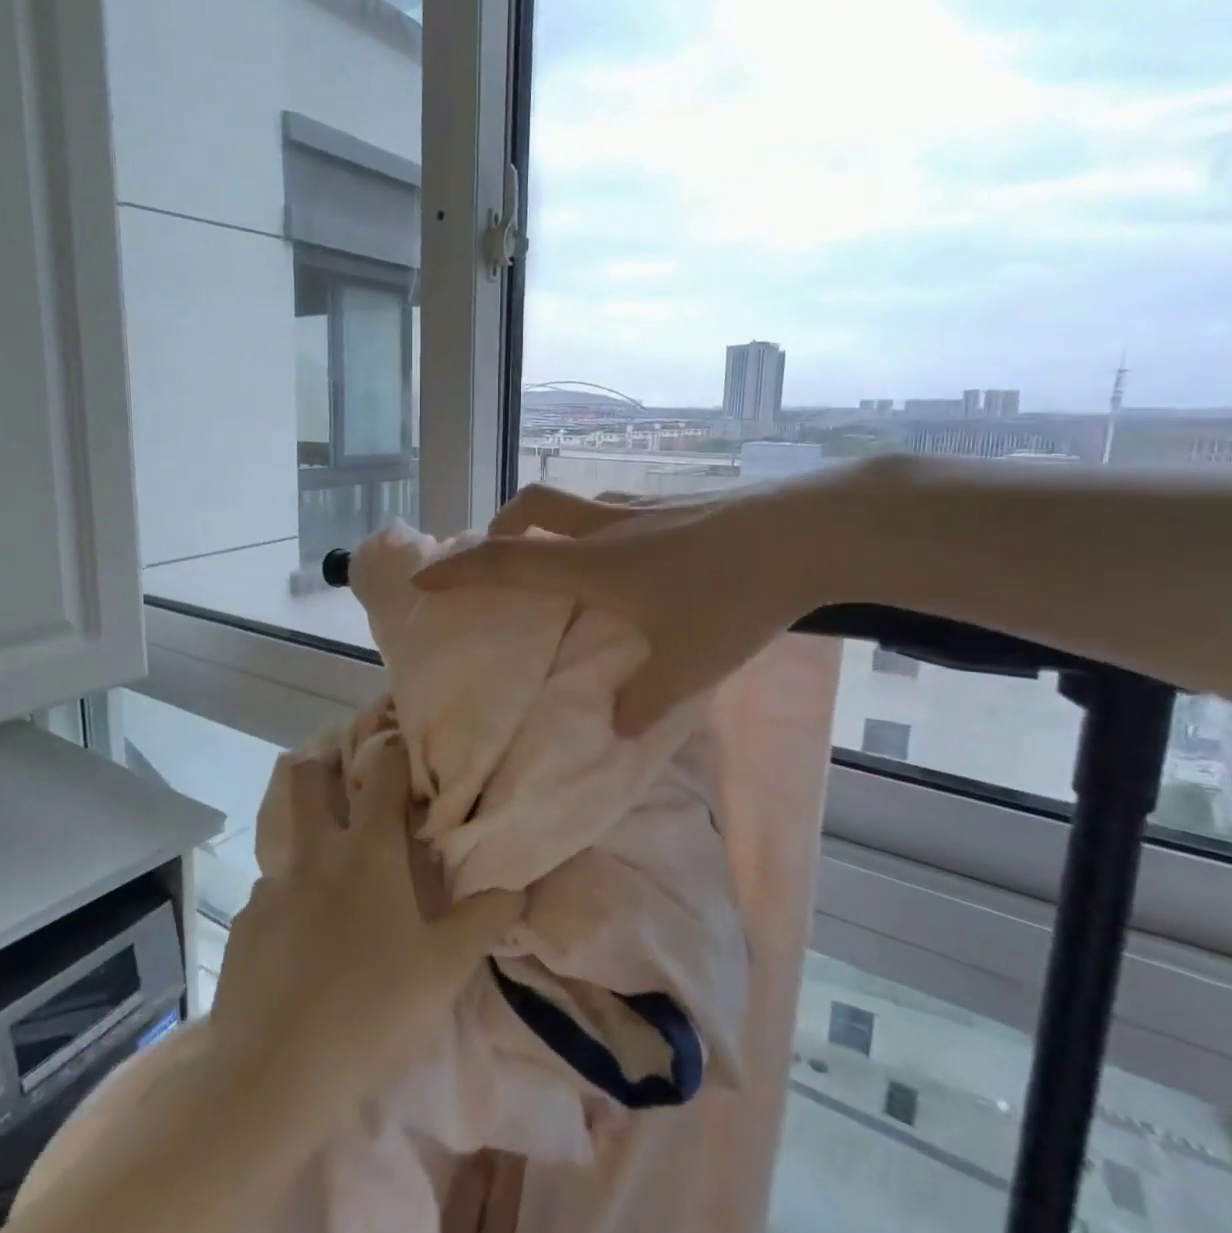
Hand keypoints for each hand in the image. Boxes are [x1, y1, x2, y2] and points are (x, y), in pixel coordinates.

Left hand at [209, 737, 522, 1103]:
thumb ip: (484, 919)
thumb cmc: (373, 1009)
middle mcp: (315, 853)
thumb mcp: (445, 969)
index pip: (381, 771)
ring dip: (306, 840)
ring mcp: (272, 887)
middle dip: (323, 765)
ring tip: (328, 876)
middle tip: (347, 784)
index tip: (403, 748)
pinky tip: (300, 943)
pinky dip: (287, 901)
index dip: (394, 749)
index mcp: (367, 850)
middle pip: (304, 778)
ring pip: (284, 837)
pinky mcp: (242, 926)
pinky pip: (269, 894)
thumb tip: (516, 885)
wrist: (272, 1076)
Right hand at [412, 479, 867, 734]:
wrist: (806, 534)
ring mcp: (645, 508)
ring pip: (575, 503)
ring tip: (559, 561)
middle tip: (494, 555)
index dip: (459, 570)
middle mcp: (608, 527)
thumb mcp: (687, 667)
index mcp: (594, 564)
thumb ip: (644, 704)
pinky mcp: (679, 504)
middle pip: (532, 506)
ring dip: (549, 525)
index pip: (507, 561)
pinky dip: (596, 528)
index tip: (424, 579)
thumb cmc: (735, 599)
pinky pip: (616, 510)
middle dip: (499, 526)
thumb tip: (618, 729)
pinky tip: (632, 560)